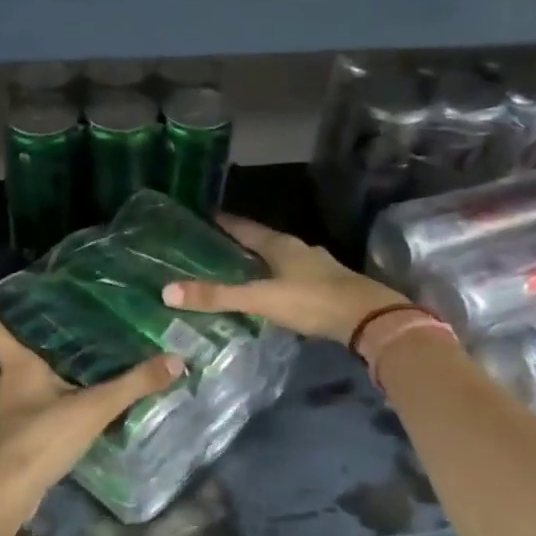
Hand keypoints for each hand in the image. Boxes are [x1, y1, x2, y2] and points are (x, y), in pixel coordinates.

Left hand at [0, 280, 182, 510]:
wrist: (7, 493)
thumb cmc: (42, 437)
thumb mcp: (94, 408)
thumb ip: (133, 384)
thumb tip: (176, 360)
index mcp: (17, 368)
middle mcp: (1, 390)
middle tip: (6, 342)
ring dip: (2, 386)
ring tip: (20, 381)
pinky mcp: (3, 448)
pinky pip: (9, 422)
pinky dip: (19, 415)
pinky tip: (39, 420)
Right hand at [161, 215, 403, 344]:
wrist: (368, 318)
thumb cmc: (312, 301)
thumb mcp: (260, 299)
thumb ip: (218, 297)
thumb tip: (167, 291)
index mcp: (280, 245)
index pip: (245, 228)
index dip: (225, 222)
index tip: (204, 216)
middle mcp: (298, 249)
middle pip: (263, 241)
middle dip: (240, 243)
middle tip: (214, 247)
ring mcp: (316, 267)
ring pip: (280, 259)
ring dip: (260, 262)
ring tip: (238, 270)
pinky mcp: (327, 286)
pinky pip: (293, 277)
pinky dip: (276, 280)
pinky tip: (270, 292)